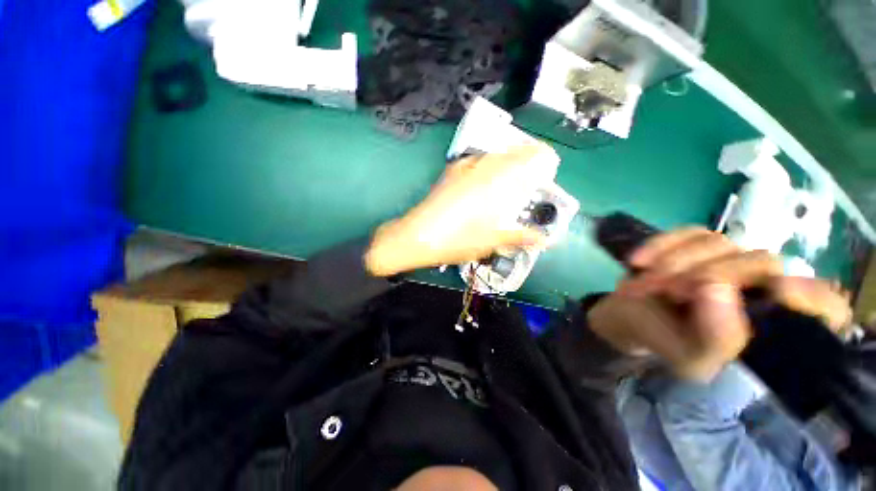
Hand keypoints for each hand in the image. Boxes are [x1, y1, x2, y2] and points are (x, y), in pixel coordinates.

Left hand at [364, 144, 559, 276]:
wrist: (417, 236)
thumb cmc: (457, 240)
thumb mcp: (492, 241)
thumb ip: (520, 236)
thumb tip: (545, 240)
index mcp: (498, 181)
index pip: (529, 157)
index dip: (543, 157)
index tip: (549, 165)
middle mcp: (483, 167)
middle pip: (512, 151)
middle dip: (526, 158)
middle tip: (531, 174)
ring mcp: (464, 167)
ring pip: (493, 154)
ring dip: (506, 161)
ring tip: (510, 177)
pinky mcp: (450, 172)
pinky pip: (476, 160)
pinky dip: (487, 165)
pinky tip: (484, 179)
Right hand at [587, 228, 851, 380]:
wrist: (632, 318)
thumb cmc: (668, 342)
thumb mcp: (691, 359)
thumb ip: (716, 341)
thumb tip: (717, 290)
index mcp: (774, 323)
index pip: (825, 305)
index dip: (812, 297)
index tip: (775, 293)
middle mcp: (762, 285)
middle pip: (760, 262)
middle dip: (710, 276)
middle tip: (671, 293)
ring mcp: (729, 259)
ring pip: (718, 244)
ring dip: (675, 263)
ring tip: (646, 284)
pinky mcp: (695, 243)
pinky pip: (686, 233)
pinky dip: (659, 245)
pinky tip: (637, 263)